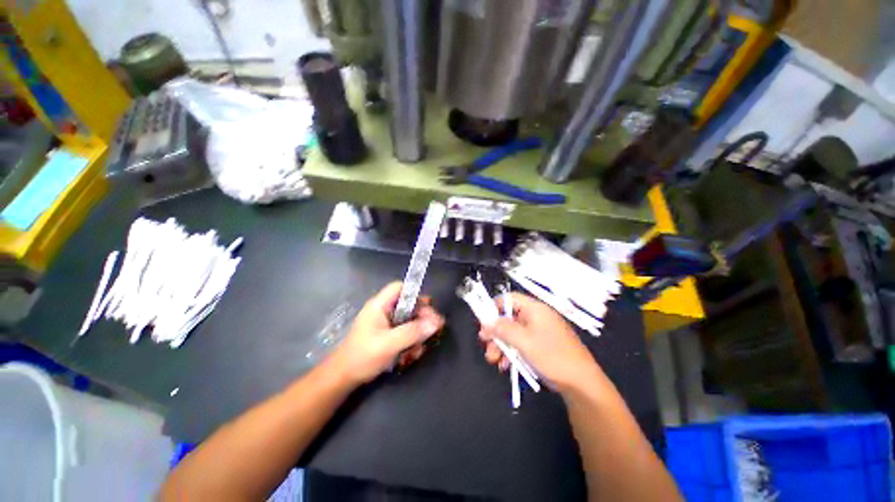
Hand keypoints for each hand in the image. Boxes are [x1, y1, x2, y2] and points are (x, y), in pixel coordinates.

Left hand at [331, 282, 444, 385]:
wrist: (343, 379)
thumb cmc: (363, 357)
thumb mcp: (389, 344)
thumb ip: (413, 332)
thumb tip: (436, 322)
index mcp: (380, 305)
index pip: (400, 288)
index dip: (415, 294)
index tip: (428, 308)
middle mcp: (384, 311)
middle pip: (409, 305)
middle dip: (421, 318)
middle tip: (433, 330)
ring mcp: (385, 324)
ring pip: (409, 321)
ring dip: (417, 334)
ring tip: (417, 350)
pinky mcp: (387, 335)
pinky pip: (405, 332)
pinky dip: (410, 342)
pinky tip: (410, 356)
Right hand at [479, 293, 601, 392]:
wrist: (581, 384)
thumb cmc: (552, 356)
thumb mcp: (524, 341)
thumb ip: (503, 329)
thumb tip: (486, 322)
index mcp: (534, 309)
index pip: (510, 299)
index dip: (494, 306)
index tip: (483, 320)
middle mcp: (535, 317)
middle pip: (508, 318)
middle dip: (495, 332)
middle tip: (484, 344)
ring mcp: (538, 332)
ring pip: (513, 333)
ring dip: (501, 345)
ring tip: (493, 360)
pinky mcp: (540, 346)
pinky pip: (521, 344)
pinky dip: (511, 353)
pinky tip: (505, 366)